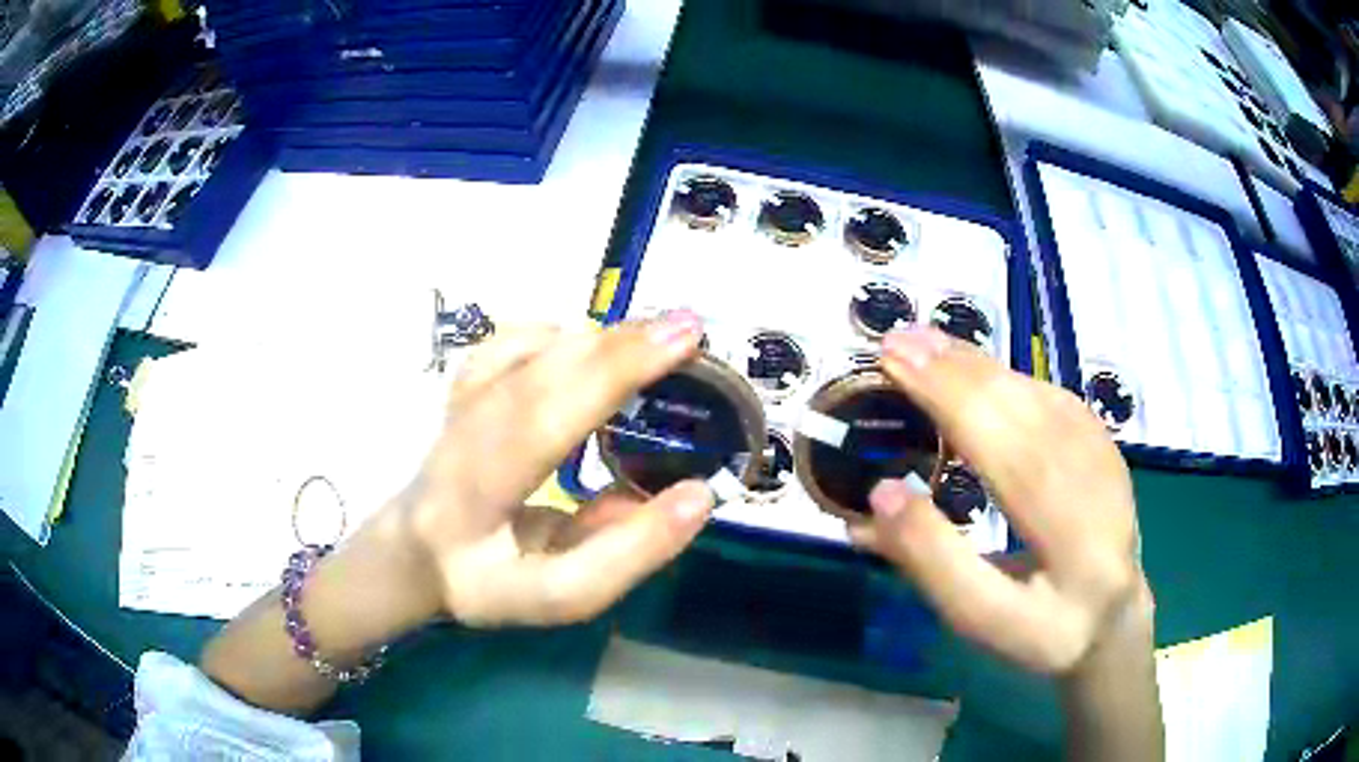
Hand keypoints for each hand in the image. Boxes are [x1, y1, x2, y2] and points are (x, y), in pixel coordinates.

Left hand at [398, 314, 714, 626]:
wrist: (416, 552)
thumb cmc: (488, 581)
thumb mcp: (560, 593)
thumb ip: (625, 553)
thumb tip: (697, 494)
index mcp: (475, 499)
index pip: (540, 430)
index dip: (611, 386)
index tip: (682, 354)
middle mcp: (458, 442)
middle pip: (535, 381)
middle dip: (615, 349)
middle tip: (687, 329)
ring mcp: (455, 406)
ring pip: (520, 353)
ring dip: (593, 338)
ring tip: (655, 336)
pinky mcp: (462, 387)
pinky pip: (507, 344)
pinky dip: (558, 335)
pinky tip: (592, 347)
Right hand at [851, 327, 1149, 674]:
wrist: (1111, 617)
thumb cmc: (1040, 628)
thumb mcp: (981, 619)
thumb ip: (934, 561)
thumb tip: (882, 492)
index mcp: (1075, 548)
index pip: (1014, 465)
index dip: (955, 410)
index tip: (896, 366)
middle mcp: (1102, 491)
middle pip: (1029, 421)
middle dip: (962, 376)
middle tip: (899, 341)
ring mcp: (1110, 461)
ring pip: (1044, 400)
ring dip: (983, 367)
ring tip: (925, 344)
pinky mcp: (1107, 444)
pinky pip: (1055, 399)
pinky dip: (1010, 377)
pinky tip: (976, 368)